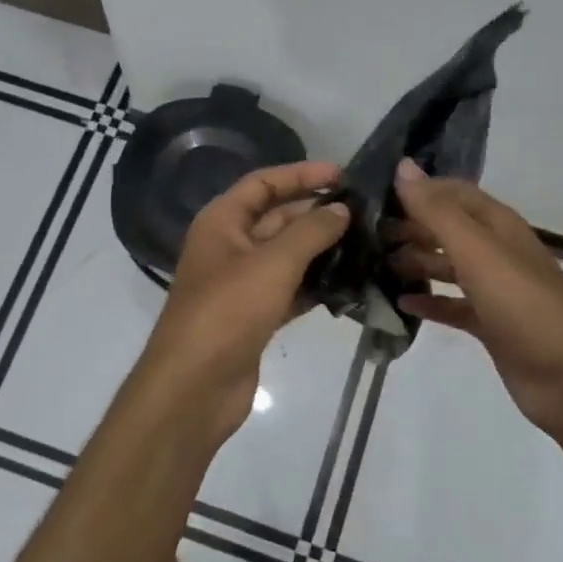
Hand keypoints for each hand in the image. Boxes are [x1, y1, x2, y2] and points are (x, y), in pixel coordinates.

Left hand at [133, 161, 349, 439]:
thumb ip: (311, 232)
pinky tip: (351, 284)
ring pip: (287, 256)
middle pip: (277, 218)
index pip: (263, 184)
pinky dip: (315, 285)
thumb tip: (341, 209)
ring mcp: (241, 284)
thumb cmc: (228, 311)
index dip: (301, 175)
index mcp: (222, 222)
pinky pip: (290, 289)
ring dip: (322, 250)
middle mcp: (229, 246)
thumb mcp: (273, 263)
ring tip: (368, 245)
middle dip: (317, 213)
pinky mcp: (254, 316)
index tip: (343, 176)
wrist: (195, 386)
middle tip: (366, 214)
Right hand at [388, 160, 562, 443]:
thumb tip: (403, 167)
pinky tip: (401, 303)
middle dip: (412, 227)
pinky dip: (429, 301)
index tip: (376, 194)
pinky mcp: (490, 324)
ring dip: (416, 262)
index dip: (420, 190)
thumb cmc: (523, 306)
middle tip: (367, 234)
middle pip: (449, 229)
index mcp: (499, 226)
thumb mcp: (477, 252)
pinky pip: (452, 305)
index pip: (455, 193)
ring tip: (377, 265)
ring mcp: (495, 290)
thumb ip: (438, 212)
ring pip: (448, 266)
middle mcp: (497, 252)